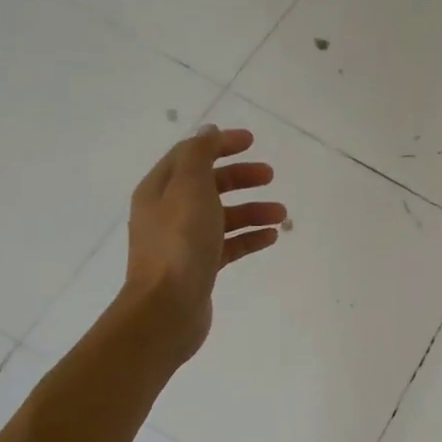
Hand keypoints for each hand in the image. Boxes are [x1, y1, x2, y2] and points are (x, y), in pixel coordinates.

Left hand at [120, 125, 285, 361]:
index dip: (220, 144)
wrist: (166, 310)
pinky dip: (249, 237)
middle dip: (240, 177)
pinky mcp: (198, 267)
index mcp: (160, 189)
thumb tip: (208, 131)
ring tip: (281, 214)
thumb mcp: (190, 187)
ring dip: (251, 209)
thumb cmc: (179, 243)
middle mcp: (167, 212)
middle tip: (269, 175)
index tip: (252, 141)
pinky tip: (271, 237)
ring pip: (222, 215)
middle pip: (208, 184)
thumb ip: (199, 154)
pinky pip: (227, 244)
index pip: (190, 155)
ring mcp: (182, 242)